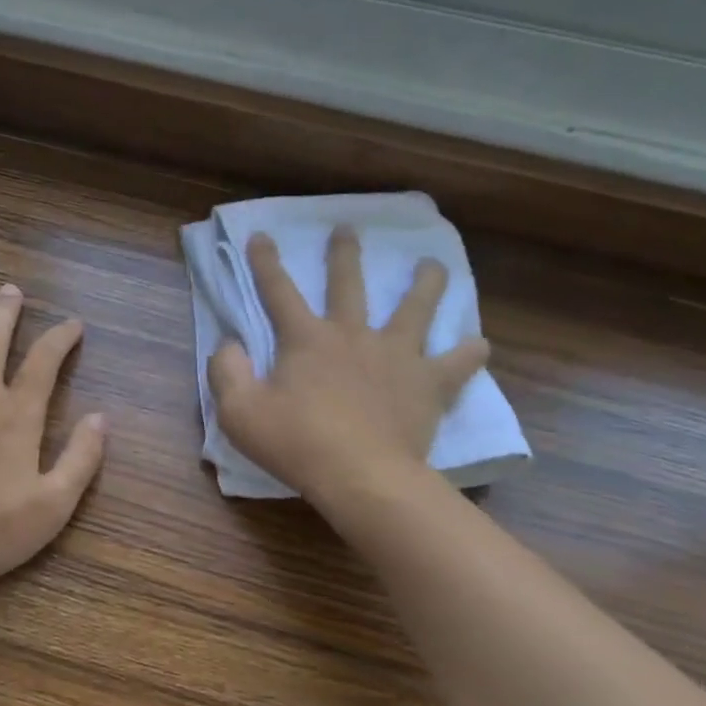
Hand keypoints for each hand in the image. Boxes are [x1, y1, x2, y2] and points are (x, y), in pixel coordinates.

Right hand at [208, 226, 488, 504]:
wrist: (362, 476)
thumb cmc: (296, 444)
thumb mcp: (239, 412)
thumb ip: (227, 372)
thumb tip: (230, 345)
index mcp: (306, 340)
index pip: (279, 291)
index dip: (266, 263)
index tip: (262, 235)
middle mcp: (353, 335)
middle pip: (349, 285)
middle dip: (344, 255)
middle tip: (348, 229)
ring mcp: (396, 356)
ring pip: (415, 309)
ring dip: (424, 284)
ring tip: (433, 265)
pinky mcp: (429, 384)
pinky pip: (457, 363)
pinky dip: (468, 353)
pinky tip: (479, 345)